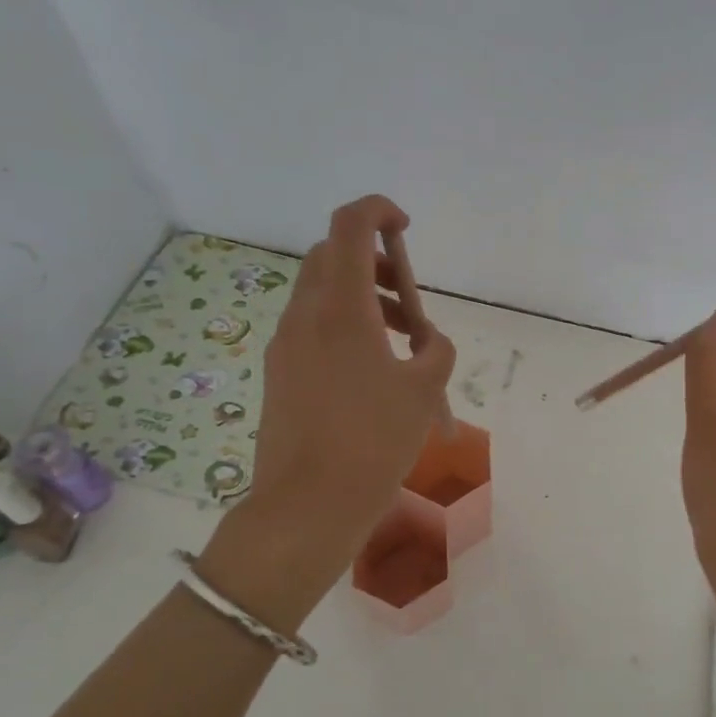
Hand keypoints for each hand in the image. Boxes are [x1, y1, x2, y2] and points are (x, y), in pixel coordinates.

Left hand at [199, 195, 455, 626]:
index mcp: (340, 309)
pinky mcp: (280, 374)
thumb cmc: (374, 441)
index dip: (377, 210)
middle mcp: (304, 316)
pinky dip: (346, 329)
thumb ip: (435, 350)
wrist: (308, 506)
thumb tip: (424, 341)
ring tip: (403, 346)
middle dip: (374, 262)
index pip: (349, 226)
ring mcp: (285, 346)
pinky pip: (314, 329)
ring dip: (363, 299)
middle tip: (408, 301)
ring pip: (322, 295)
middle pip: (332, 257)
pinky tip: (374, 375)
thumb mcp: (425, 390)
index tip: (404, 227)